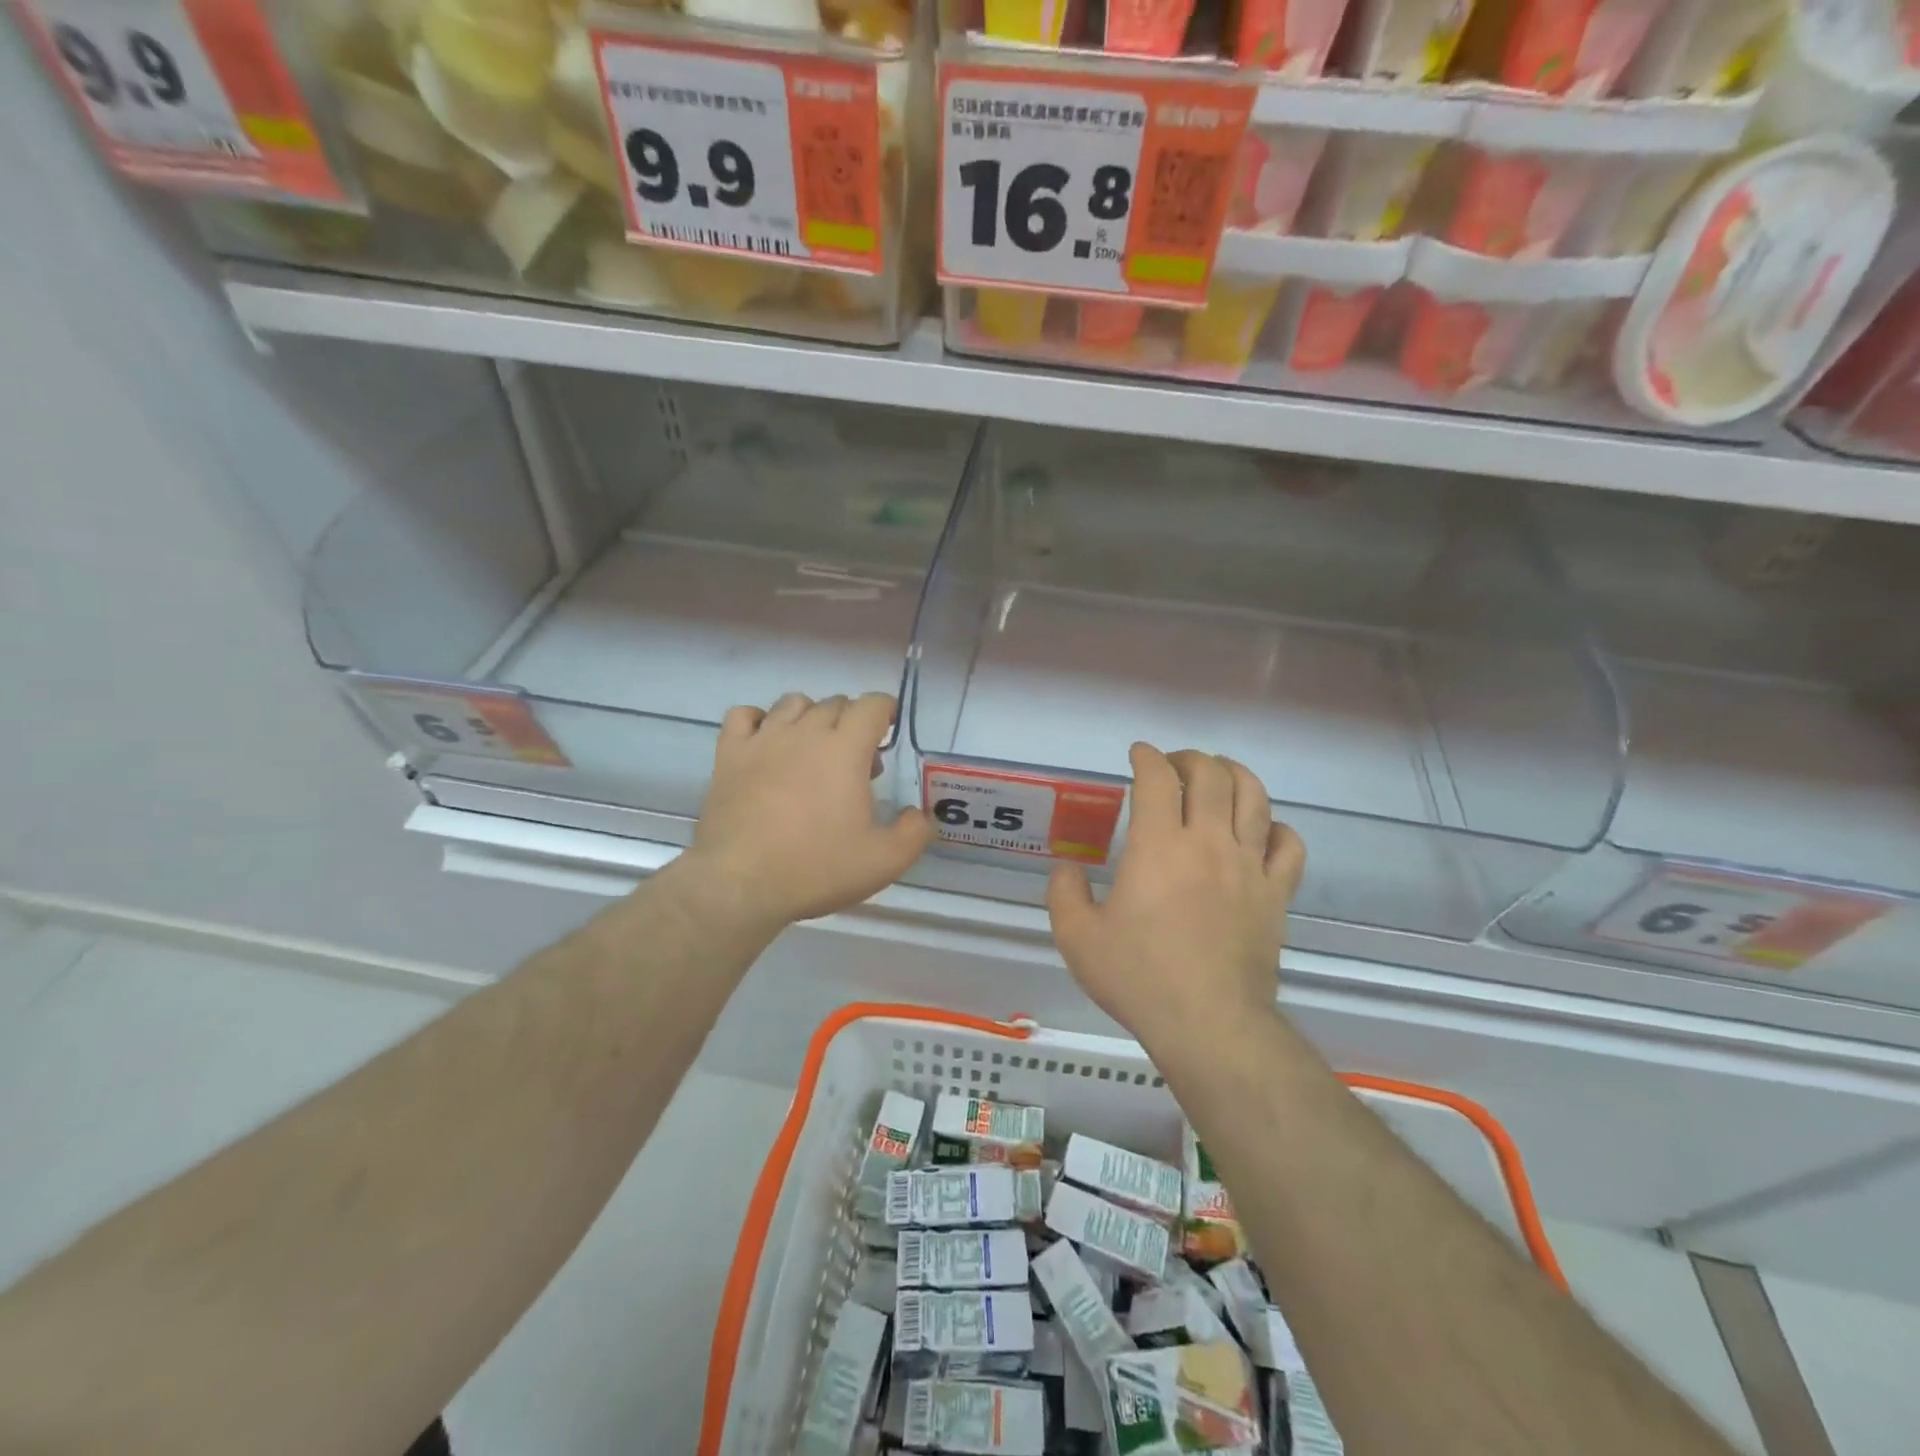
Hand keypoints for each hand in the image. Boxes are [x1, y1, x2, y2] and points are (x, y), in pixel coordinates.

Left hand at [686, 691, 931, 929]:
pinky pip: (743, 716)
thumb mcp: (884, 861)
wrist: (740, 883)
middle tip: (856, 763)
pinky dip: (759, 721)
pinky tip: (766, 744)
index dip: (885, 710)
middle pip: (834, 703)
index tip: (888, 731)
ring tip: (813, 750)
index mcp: (845, 749)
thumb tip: (919, 815)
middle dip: (852, 722)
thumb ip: (914, 833)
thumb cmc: (817, 868)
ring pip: (792, 704)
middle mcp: (805, 733)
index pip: (871, 705)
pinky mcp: (729, 755)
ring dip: (811, 717)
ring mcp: (763, 740)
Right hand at [1048, 744, 1304, 1057]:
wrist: (1208, 1023)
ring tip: (1219, 776)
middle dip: (1189, 758)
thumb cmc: (1139, 976)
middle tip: (1172, 766)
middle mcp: (1208, 842)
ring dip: (1234, 775)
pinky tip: (1261, 830)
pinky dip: (1276, 827)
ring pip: (1254, 797)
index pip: (1157, 779)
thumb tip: (1067, 869)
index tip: (1138, 754)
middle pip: (1211, 775)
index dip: (1146, 757)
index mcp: (1158, 846)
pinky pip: (1288, 845)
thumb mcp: (1077, 938)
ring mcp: (1249, 866)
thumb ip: (1064, 894)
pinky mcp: (1276, 894)